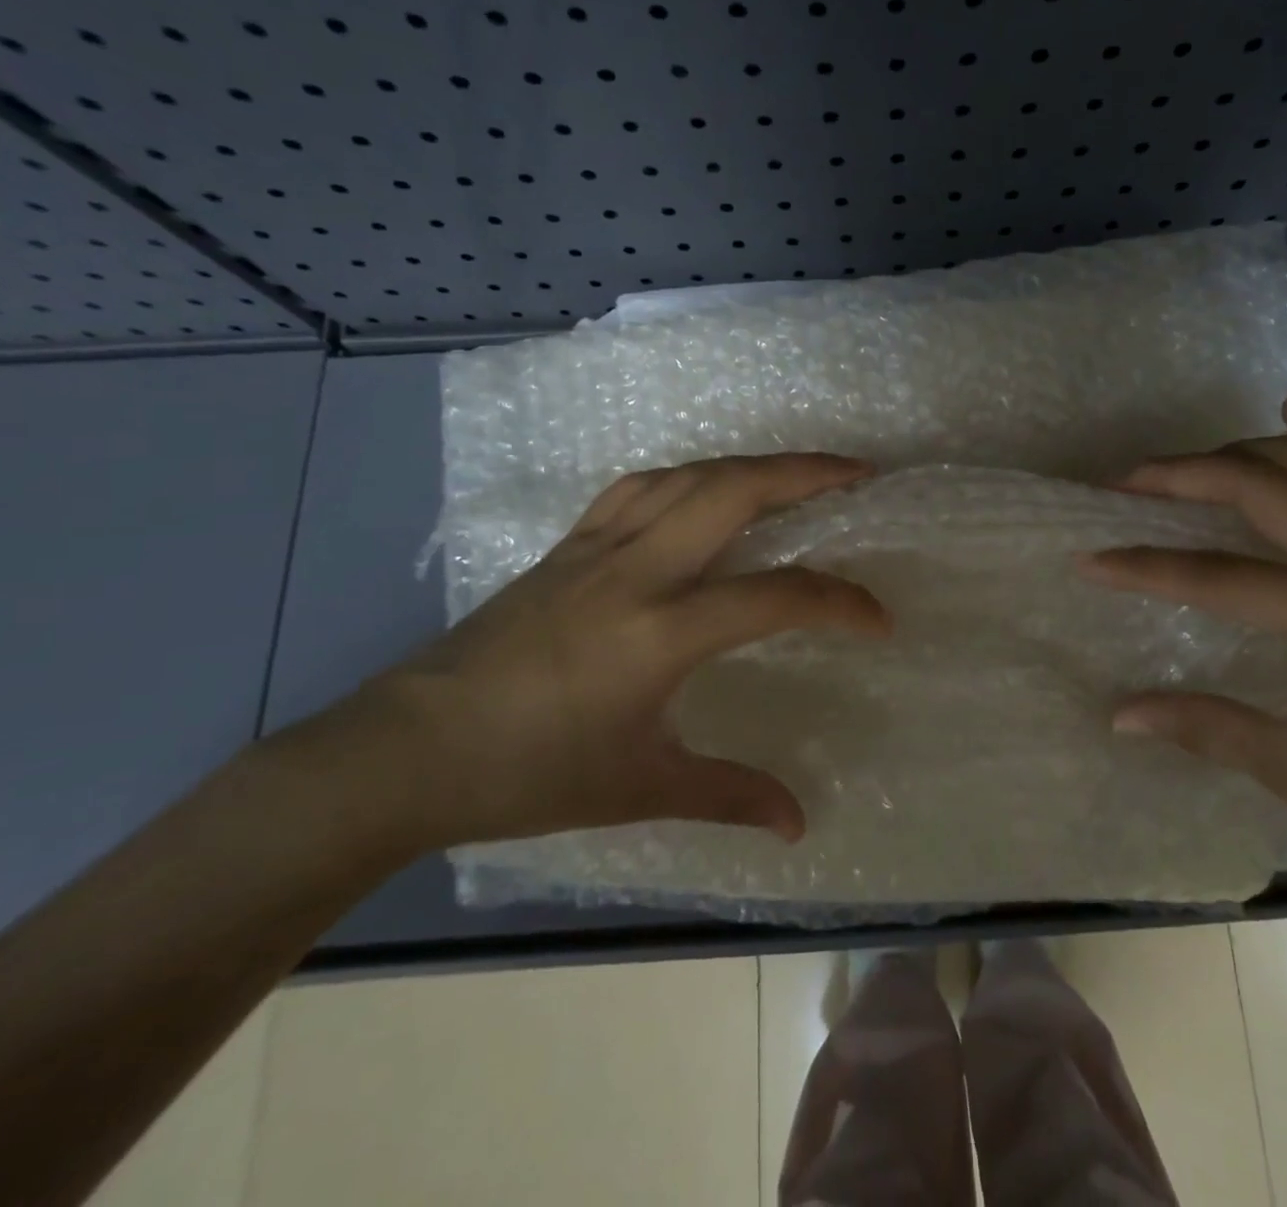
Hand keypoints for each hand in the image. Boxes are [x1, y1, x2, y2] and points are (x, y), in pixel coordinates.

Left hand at [324, 453, 890, 850]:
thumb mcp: (640, 786)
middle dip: (805, 472)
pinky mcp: (569, 545)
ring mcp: (598, 548)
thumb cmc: (528, 773)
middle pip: (734, 491)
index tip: (879, 619)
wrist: (407, 749)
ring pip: (689, 475)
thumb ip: (729, 794)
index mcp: (660, 632)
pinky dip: (689, 475)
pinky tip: (704, 488)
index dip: (840, 602)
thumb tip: (798, 822)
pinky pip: (642, 488)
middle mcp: (636, 571)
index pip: (776, 596)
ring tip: (797, 470)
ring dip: (751, 464)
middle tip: (858, 471)